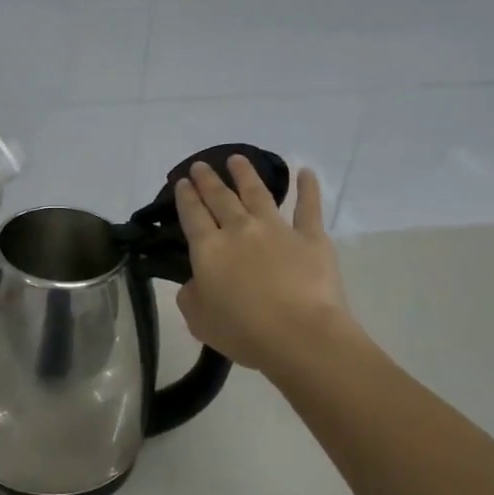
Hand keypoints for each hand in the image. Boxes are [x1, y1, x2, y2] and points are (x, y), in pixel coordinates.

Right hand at [174, 156, 358, 380]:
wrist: (299, 335)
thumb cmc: (242, 331)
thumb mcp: (198, 319)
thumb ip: (191, 295)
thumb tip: (196, 282)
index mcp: (208, 249)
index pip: (192, 215)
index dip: (185, 196)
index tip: (182, 181)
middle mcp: (239, 230)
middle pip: (220, 197)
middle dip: (208, 180)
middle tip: (202, 165)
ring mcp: (276, 229)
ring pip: (257, 193)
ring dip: (245, 174)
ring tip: (237, 159)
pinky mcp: (310, 237)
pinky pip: (309, 207)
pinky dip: (308, 188)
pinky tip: (305, 172)